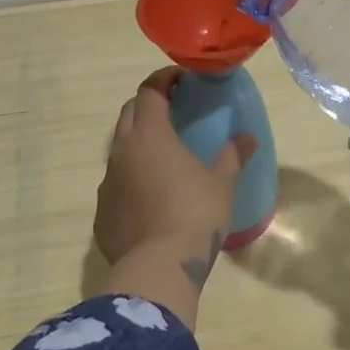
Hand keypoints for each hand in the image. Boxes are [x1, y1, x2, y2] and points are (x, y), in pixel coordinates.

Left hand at [96, 68, 255, 285]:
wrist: (157, 269)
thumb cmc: (194, 215)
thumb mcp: (222, 184)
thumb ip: (232, 156)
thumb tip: (247, 138)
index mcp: (150, 135)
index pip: (150, 91)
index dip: (164, 80)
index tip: (181, 79)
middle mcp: (122, 151)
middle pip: (129, 113)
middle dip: (148, 104)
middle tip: (172, 109)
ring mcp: (107, 182)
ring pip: (119, 149)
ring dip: (138, 143)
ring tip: (163, 155)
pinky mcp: (102, 212)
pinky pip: (115, 183)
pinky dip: (131, 178)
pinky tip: (150, 195)